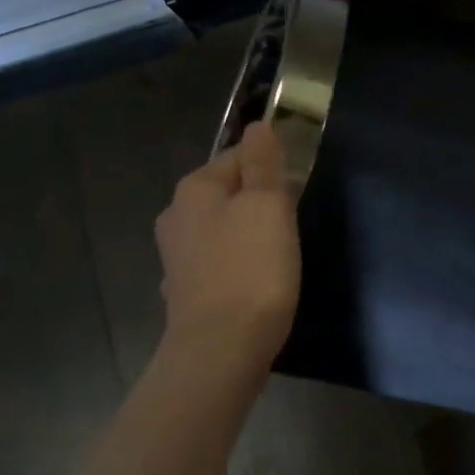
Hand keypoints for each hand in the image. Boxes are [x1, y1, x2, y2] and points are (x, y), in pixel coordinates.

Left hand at [154, 120, 301, 371]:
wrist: (220, 351)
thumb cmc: (251, 269)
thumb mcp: (267, 205)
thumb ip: (263, 162)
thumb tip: (258, 124)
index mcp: (195, 188)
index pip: (238, 155)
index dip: (272, 166)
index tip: (297, 188)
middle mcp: (177, 216)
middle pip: (228, 192)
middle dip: (259, 200)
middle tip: (292, 221)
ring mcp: (176, 257)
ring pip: (223, 228)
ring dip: (248, 233)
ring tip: (278, 253)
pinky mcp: (185, 291)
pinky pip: (218, 262)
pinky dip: (236, 264)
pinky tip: (254, 282)